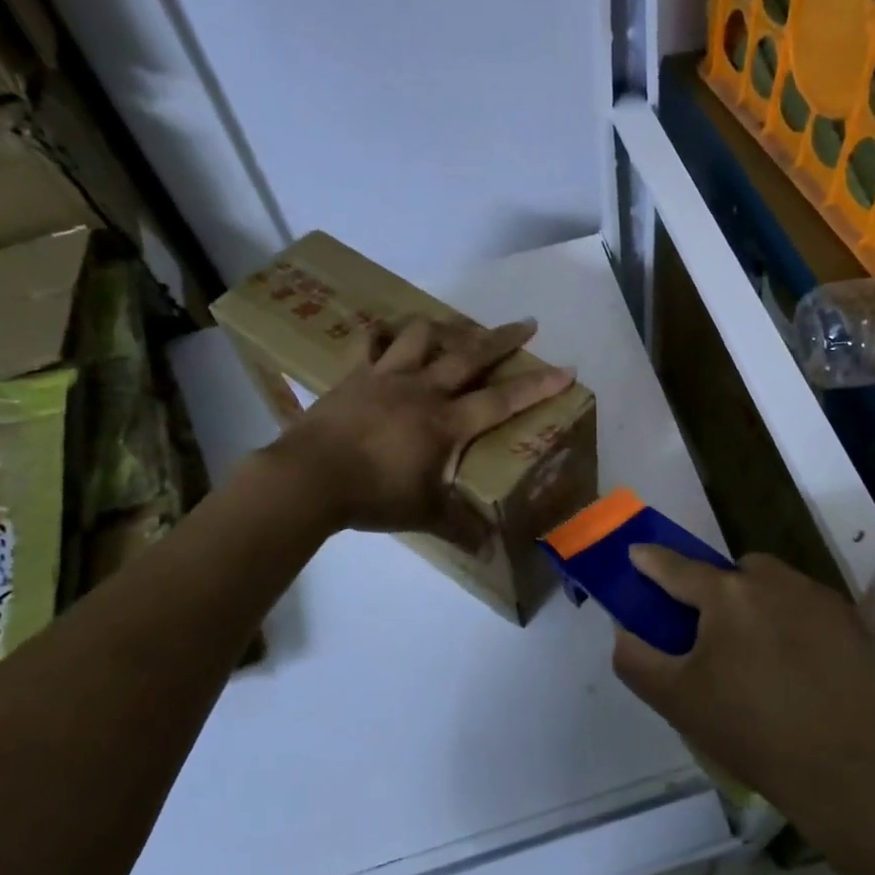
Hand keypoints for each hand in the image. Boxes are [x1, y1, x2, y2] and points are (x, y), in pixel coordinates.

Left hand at [274, 316, 574, 548]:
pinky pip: (368, 344)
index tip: (565, 368)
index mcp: (446, 422)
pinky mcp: (353, 376)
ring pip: (421, 337)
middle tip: (526, 323)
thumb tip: (489, 551)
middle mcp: (422, 390)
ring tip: (456, 327)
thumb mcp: (423, 514)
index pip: (502, 400)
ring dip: (443, 328)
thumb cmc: (373, 495)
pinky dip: (379, 335)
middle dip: (502, 339)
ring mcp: (385, 377)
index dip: (537, 385)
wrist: (309, 479)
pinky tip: (385, 333)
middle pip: (469, 355)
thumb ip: (459, 528)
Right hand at [612, 549, 874, 816]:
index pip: (676, 567)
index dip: (651, 560)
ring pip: (771, 582)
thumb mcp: (675, 700)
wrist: (841, 769)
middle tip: (712, 634)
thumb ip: (636, 658)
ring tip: (757, 649)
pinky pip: (805, 602)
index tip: (636, 554)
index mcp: (726, 595)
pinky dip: (792, 617)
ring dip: (755, 600)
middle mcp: (772, 581)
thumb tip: (625, 628)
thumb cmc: (748, 732)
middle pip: (730, 571)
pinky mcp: (848, 618)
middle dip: (715, 590)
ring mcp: (816, 596)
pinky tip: (795, 660)